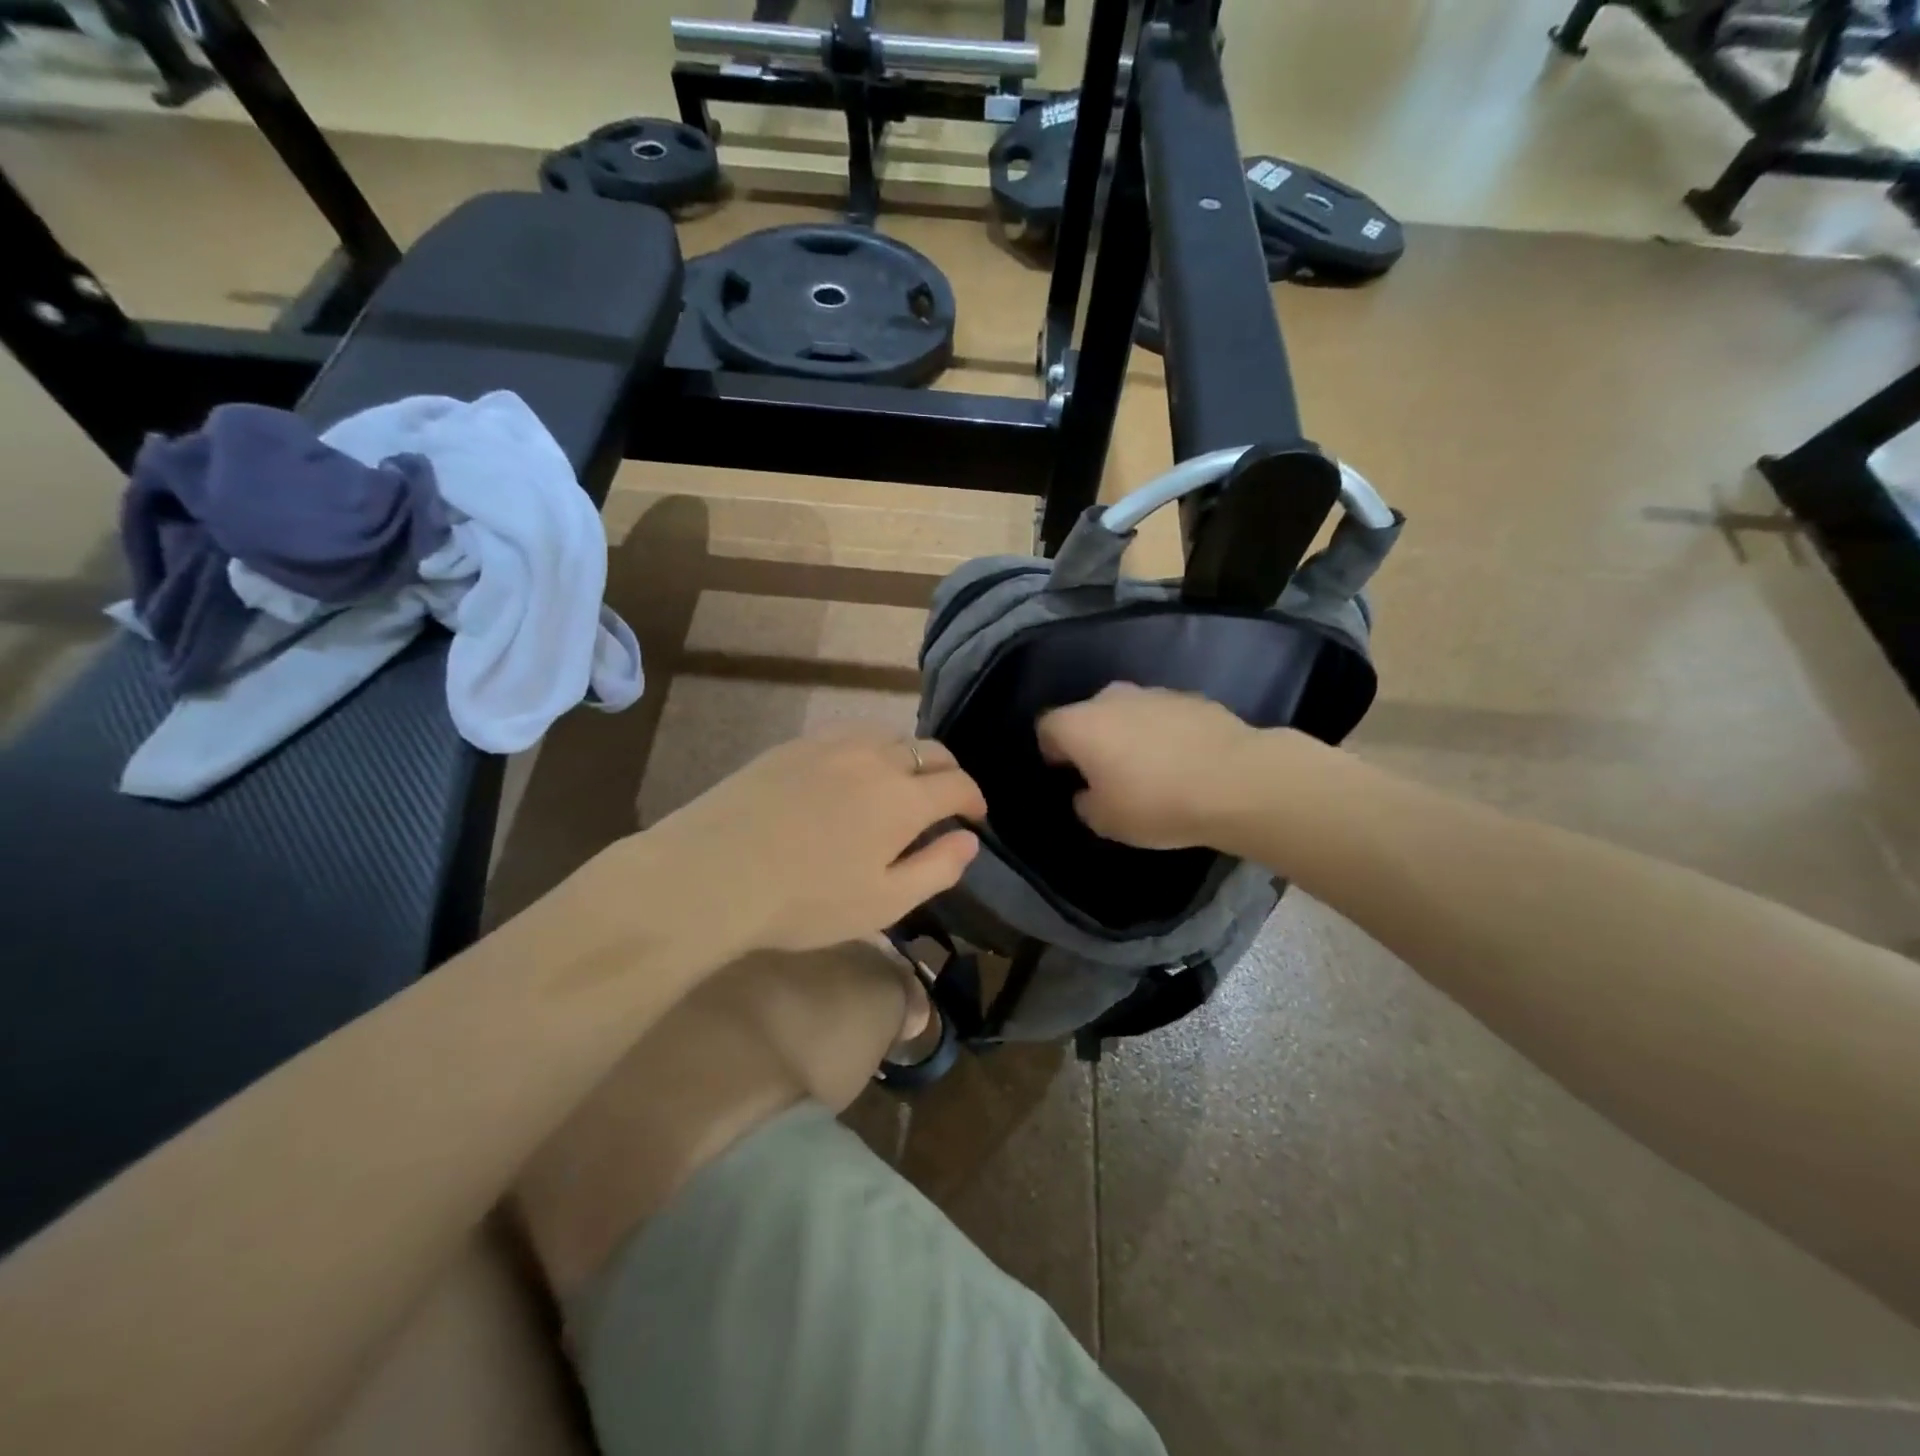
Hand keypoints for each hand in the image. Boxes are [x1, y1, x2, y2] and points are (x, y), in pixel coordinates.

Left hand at [651, 730, 985, 952]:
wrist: (711, 873)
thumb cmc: (805, 900)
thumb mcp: (883, 902)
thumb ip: (937, 869)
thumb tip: (969, 841)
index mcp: (904, 797)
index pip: (957, 784)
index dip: (974, 800)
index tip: (974, 817)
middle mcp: (875, 757)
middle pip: (929, 750)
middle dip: (947, 772)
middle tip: (944, 799)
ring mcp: (831, 744)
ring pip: (889, 735)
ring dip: (907, 757)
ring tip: (899, 784)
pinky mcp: (794, 744)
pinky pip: (848, 734)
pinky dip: (868, 749)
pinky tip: (851, 773)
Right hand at [1036, 684, 1260, 849]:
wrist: (1237, 782)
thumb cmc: (1156, 803)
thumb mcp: (1106, 822)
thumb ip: (1086, 804)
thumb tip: (1088, 793)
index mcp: (1080, 724)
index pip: (1047, 727)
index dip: (1052, 751)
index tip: (1067, 775)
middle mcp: (1112, 698)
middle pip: (1089, 714)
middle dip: (1093, 739)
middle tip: (1109, 774)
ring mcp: (1155, 693)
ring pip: (1129, 712)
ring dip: (1131, 734)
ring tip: (1153, 770)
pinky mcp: (1193, 698)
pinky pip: (1165, 716)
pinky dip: (1167, 733)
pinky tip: (1185, 762)